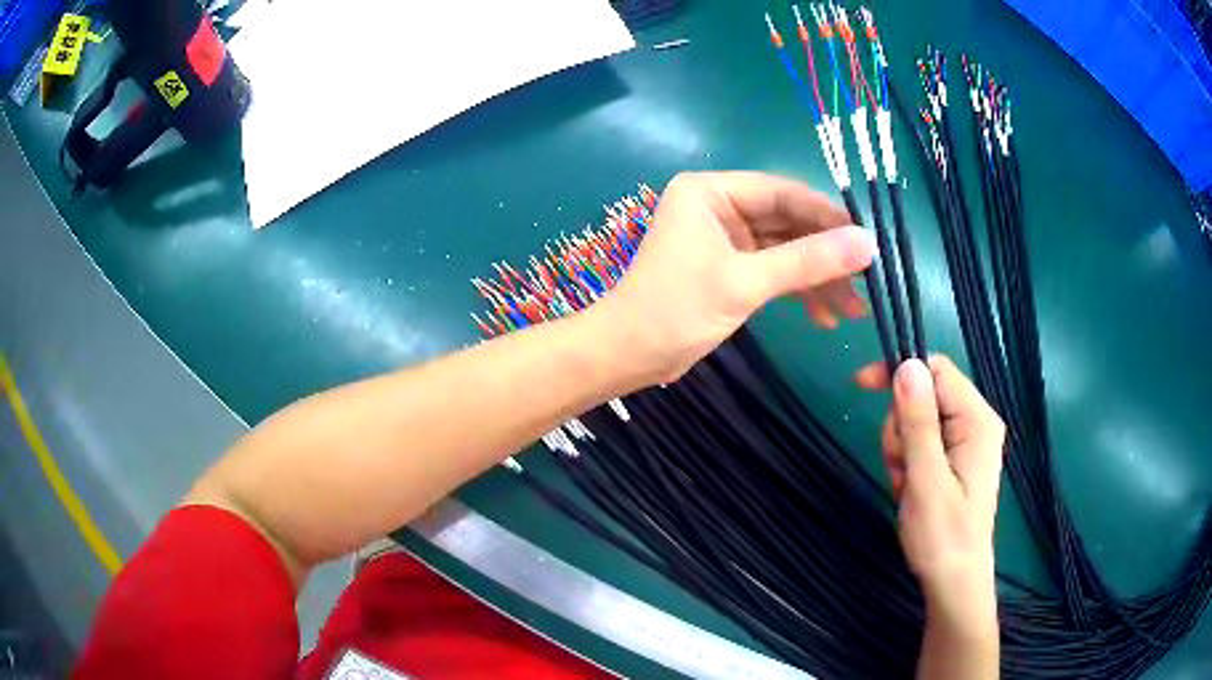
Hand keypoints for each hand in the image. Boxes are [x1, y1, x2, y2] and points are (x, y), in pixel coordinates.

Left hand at [597, 171, 874, 383]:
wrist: (628, 356)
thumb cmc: (675, 310)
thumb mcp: (745, 283)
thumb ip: (807, 262)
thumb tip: (868, 244)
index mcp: (712, 192)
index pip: (784, 193)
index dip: (829, 217)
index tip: (870, 242)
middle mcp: (720, 206)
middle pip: (789, 221)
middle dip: (827, 255)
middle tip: (868, 281)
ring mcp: (726, 237)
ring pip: (786, 249)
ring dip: (818, 278)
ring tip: (853, 311)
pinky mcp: (731, 266)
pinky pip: (774, 270)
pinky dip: (798, 291)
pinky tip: (825, 316)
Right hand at [857, 356, 1004, 618]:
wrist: (953, 582)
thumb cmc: (943, 536)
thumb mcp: (926, 479)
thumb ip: (918, 422)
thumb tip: (907, 365)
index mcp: (977, 420)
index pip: (937, 369)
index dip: (899, 372)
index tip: (860, 387)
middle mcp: (975, 422)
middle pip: (924, 395)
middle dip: (901, 427)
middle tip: (900, 467)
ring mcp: (965, 441)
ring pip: (917, 420)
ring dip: (901, 450)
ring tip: (906, 486)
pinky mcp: (955, 458)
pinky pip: (921, 442)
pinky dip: (907, 463)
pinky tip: (909, 490)